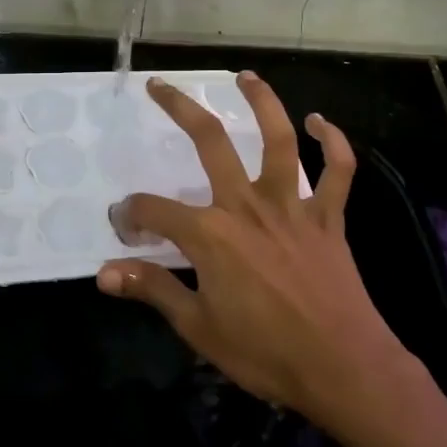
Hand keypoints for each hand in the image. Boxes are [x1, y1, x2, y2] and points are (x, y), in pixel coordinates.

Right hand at [98, 73, 411, 423]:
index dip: (131, 215)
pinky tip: (320, 121)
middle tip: (159, 86)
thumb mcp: (198, 327)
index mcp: (210, 234)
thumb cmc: (266, 352)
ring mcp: (291, 206)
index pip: (154, 210)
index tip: (123, 227)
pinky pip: (336, 172)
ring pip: (278, 140)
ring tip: (245, 77)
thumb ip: (152, 290)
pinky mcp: (327, 217)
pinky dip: (333, 143)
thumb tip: (103, 273)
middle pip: (210, 142)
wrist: (344, 369)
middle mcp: (247, 206)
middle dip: (180, 108)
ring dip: (262, 103)